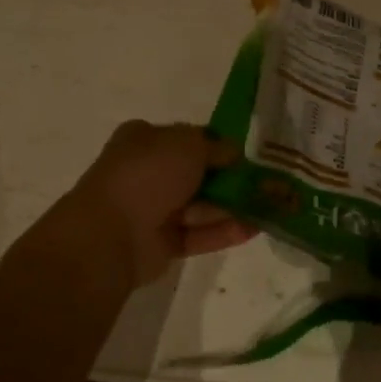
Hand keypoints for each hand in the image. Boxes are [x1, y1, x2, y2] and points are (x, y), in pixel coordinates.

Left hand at [67, 121, 257, 285]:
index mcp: (143, 140)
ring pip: (199, 206)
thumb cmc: (147, 174)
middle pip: (196, 174)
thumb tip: (233, 152)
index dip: (215, 144)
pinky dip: (224, 231)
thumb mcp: (188, 144)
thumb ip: (215, 146)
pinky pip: (198, 235)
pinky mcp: (162, 243)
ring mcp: (153, 210)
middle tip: (263, 182)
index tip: (244, 153)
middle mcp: (147, 172)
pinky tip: (254, 229)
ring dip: (232, 206)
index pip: (186, 138)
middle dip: (228, 178)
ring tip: (269, 207)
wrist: (111, 232)